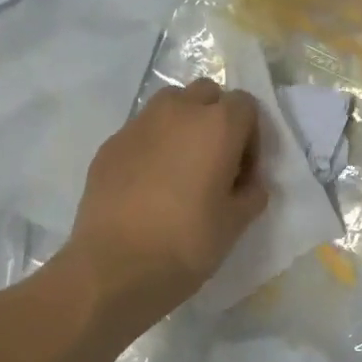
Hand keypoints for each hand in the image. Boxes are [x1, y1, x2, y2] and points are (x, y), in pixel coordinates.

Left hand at [69, 79, 268, 324]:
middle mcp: (178, 112)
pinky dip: (153, 147)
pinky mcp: (110, 145)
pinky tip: (150, 187)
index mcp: (217, 125)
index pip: (246, 105)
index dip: (252, 136)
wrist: (115, 268)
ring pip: (170, 106)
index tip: (244, 171)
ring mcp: (138, 125)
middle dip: (217, 119)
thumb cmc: (187, 243)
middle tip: (216, 162)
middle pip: (207, 94)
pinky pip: (141, 132)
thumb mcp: (237, 222)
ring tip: (182, 170)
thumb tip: (248, 182)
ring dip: (183, 126)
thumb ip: (252, 192)